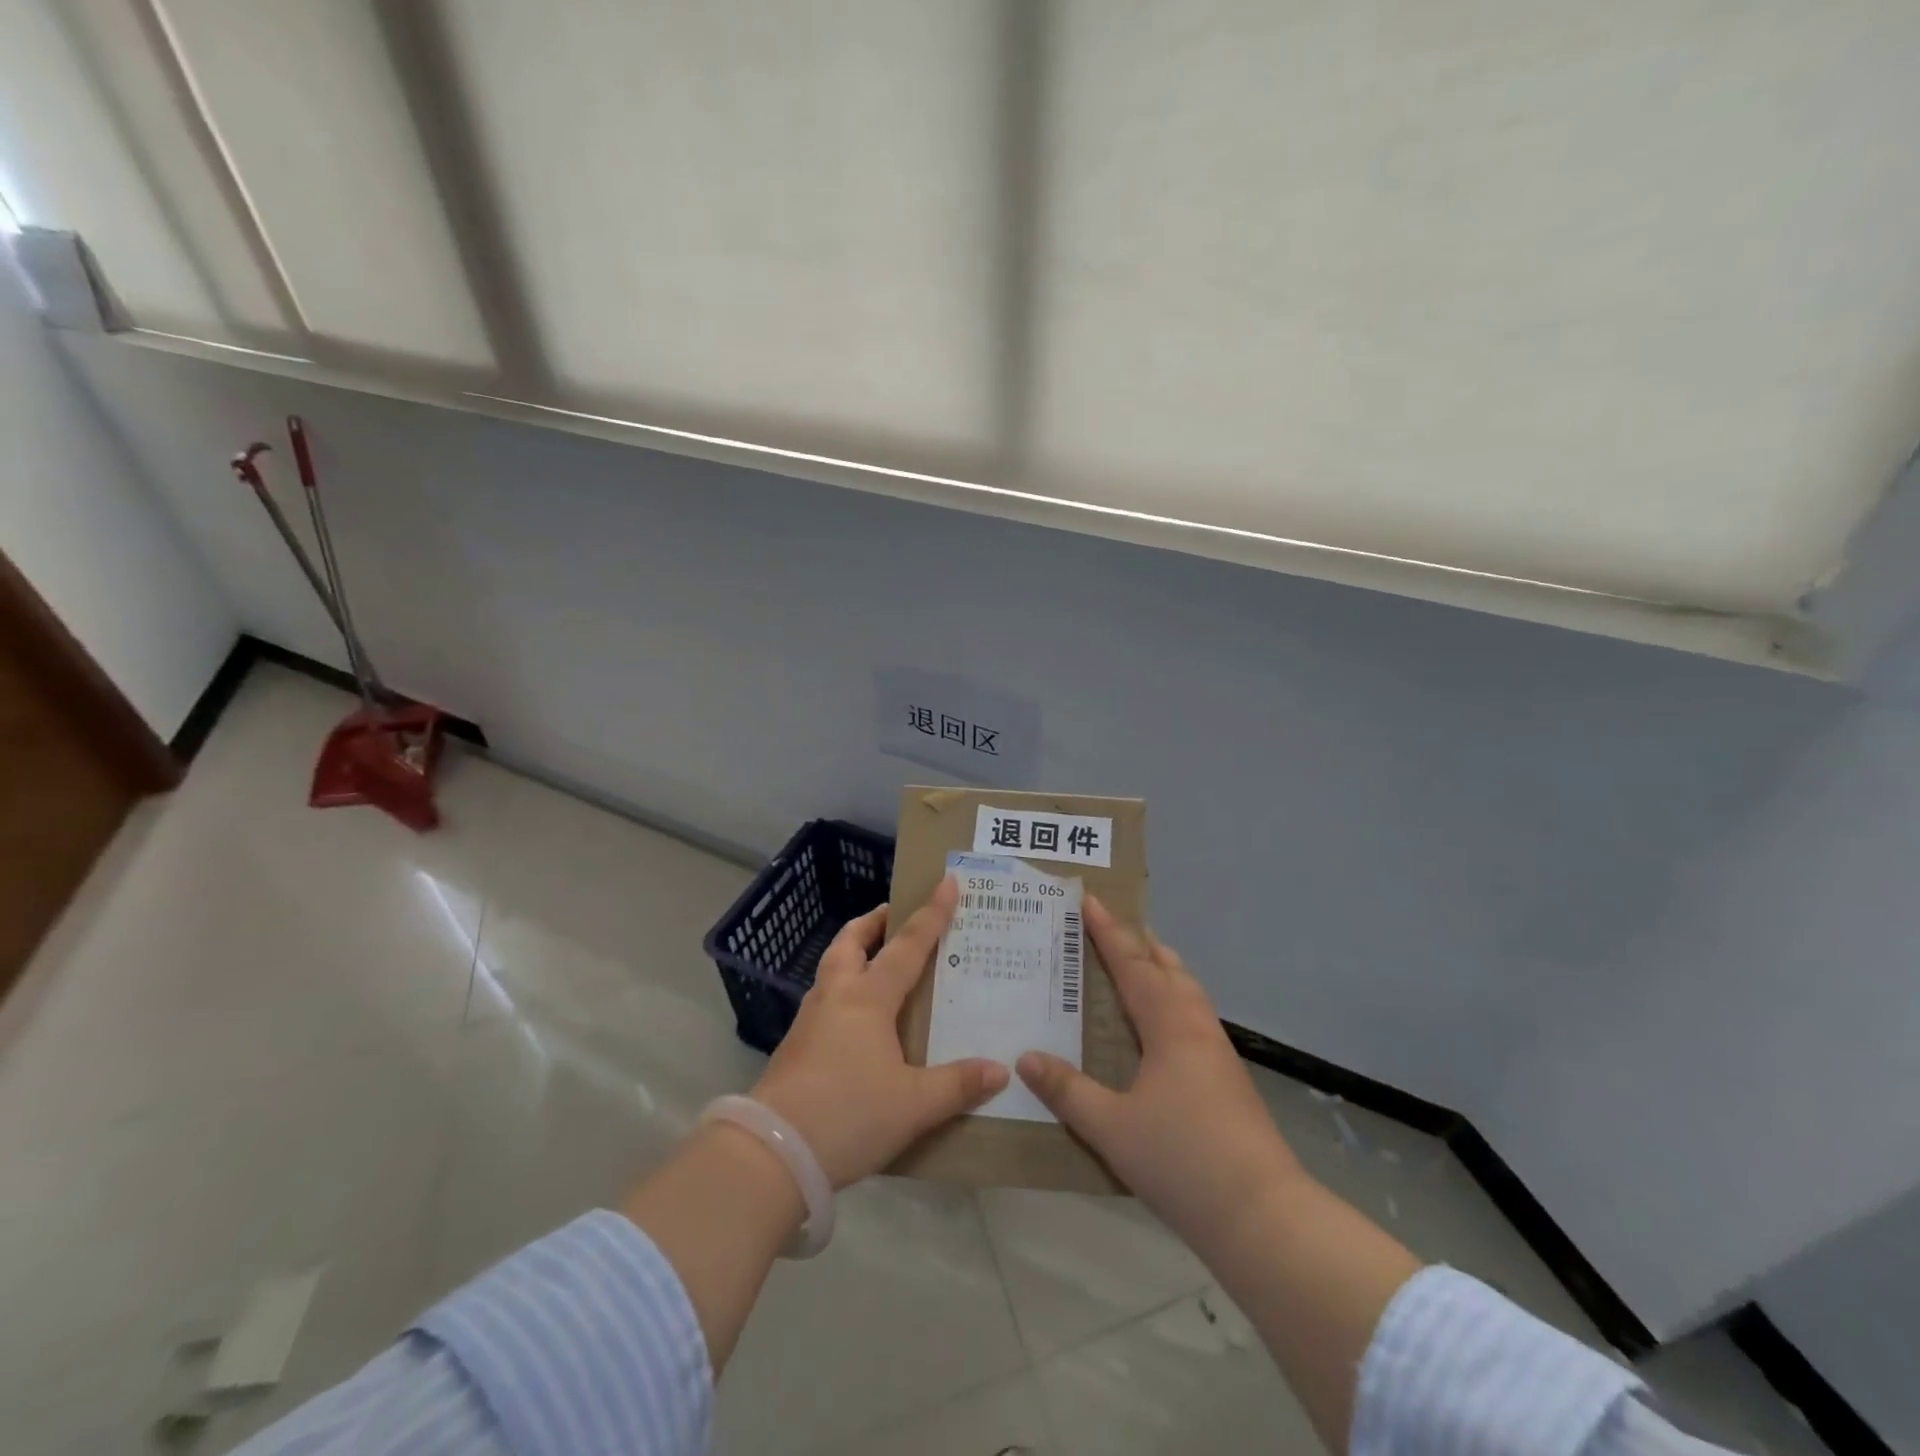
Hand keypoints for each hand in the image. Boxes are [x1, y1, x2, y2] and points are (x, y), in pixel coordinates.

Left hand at [752, 876, 1009, 1187]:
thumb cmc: (848, 1115)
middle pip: (851, 942)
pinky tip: (856, 1019)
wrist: (771, 1153)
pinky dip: (843, 990)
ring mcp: (810, 1020)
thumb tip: (1000, 1069)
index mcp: (868, 998)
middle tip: (894, 917)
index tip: (946, 882)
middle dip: (873, 923)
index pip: (907, 946)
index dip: (931, 914)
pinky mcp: (795, 1047)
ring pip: (832, 968)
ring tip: (877, 962)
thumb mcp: (913, 1105)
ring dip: (854, 953)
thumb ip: (957, 1084)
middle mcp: (836, 997)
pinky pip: (824, 1000)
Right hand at [1018, 897, 1302, 1246]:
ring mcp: (1217, 1052)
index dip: (1108, 932)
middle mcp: (1195, 1026)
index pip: (1133, 964)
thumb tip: (1026, 1057)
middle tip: (1111, 927)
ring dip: (1160, 969)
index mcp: (1169, 1025)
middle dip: (1139, 942)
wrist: (1263, 1215)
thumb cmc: (1182, 1161)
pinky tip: (1159, 1027)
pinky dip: (1171, 1000)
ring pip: (1187, 991)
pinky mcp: (1228, 1077)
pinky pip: (1193, 1016)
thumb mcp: (1111, 1128)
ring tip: (1137, 965)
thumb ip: (1067, 1091)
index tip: (1089, 900)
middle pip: (1168, 968)